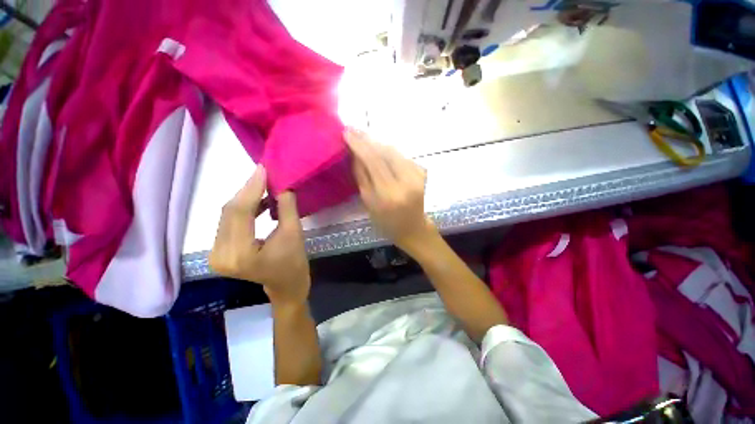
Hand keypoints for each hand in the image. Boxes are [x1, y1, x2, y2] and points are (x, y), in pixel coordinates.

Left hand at [209, 166, 310, 305]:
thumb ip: (287, 208)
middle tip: (264, 173)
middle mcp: (220, 255)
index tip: (262, 169)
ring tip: (264, 185)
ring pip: (228, 215)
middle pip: (230, 212)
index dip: (251, 188)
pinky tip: (259, 201)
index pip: (240, 213)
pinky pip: (229, 222)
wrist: (285, 286)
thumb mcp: (294, 234)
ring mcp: (216, 254)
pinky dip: (244, 209)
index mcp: (240, 255)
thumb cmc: (294, 263)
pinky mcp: (219, 251)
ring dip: (246, 198)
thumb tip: (282, 184)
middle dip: (248, 190)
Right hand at [345, 128, 438, 254]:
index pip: (374, 161)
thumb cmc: (387, 222)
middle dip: (368, 139)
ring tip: (363, 136)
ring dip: (378, 142)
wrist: (413, 228)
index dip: (360, 145)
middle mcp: (405, 182)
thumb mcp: (369, 203)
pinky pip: (402, 155)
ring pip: (395, 151)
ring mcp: (417, 176)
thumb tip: (355, 154)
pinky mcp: (422, 173)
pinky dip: (389, 150)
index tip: (347, 132)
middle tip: (354, 130)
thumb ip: (362, 177)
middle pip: (385, 152)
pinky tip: (379, 147)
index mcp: (389, 194)